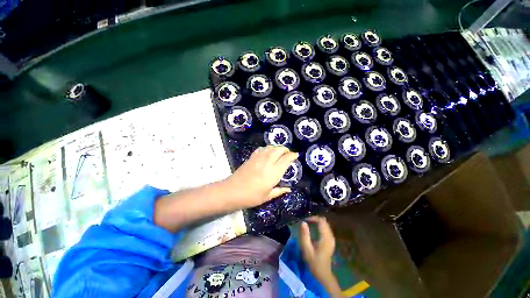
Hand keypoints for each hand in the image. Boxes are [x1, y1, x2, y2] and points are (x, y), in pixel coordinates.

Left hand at [224, 146, 298, 208]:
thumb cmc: (251, 196)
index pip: (286, 159)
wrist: (232, 191)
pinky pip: (262, 149)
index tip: (296, 155)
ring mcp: (259, 158)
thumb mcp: (267, 196)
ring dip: (277, 148)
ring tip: (279, 152)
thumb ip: (279, 191)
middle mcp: (267, 162)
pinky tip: (267, 152)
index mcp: (274, 172)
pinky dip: (267, 148)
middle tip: (288, 153)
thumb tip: (289, 189)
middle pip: (279, 149)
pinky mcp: (252, 157)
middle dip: (285, 149)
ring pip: (270, 147)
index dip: (292, 155)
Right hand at [300, 216, 343, 296]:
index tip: (305, 219)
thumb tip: (303, 222)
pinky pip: (326, 228)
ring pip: (326, 224)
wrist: (323, 273)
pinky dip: (320, 225)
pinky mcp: (331, 240)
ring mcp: (332, 238)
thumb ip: (305, 235)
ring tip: (309, 222)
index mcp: (325, 238)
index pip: (321, 221)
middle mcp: (330, 236)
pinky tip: (315, 227)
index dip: (313, 218)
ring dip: (318, 221)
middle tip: (306, 220)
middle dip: (315, 218)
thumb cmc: (314, 261)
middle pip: (324, 221)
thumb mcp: (306, 249)